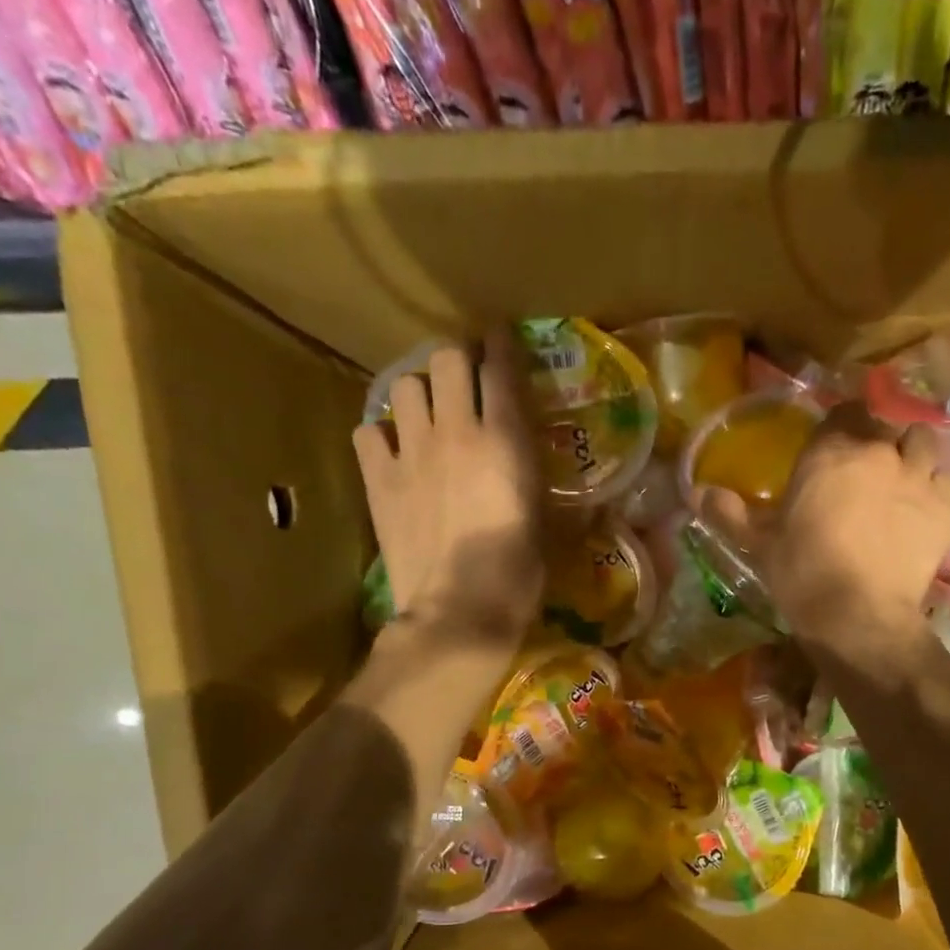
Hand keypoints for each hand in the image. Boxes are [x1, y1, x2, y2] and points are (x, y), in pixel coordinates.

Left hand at [354, 332, 544, 652]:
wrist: (460, 611)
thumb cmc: (518, 575)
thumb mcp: (550, 529)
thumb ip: (547, 492)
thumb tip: (580, 497)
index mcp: (506, 441)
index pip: (501, 368)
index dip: (501, 345)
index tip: (500, 338)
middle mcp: (457, 431)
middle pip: (445, 357)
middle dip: (456, 360)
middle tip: (464, 380)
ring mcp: (412, 452)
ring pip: (403, 385)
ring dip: (418, 392)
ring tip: (427, 415)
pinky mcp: (379, 479)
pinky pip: (369, 431)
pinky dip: (381, 435)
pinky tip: (395, 452)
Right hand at [697, 402, 949, 646]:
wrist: (858, 616)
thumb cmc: (802, 574)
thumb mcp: (760, 544)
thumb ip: (730, 513)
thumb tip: (694, 492)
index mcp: (829, 452)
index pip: (842, 411)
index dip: (839, 427)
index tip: (832, 449)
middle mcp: (877, 451)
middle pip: (883, 425)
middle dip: (874, 441)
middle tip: (863, 473)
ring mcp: (916, 476)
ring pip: (921, 442)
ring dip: (910, 455)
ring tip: (900, 482)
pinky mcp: (945, 506)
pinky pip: (945, 479)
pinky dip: (934, 488)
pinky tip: (922, 510)